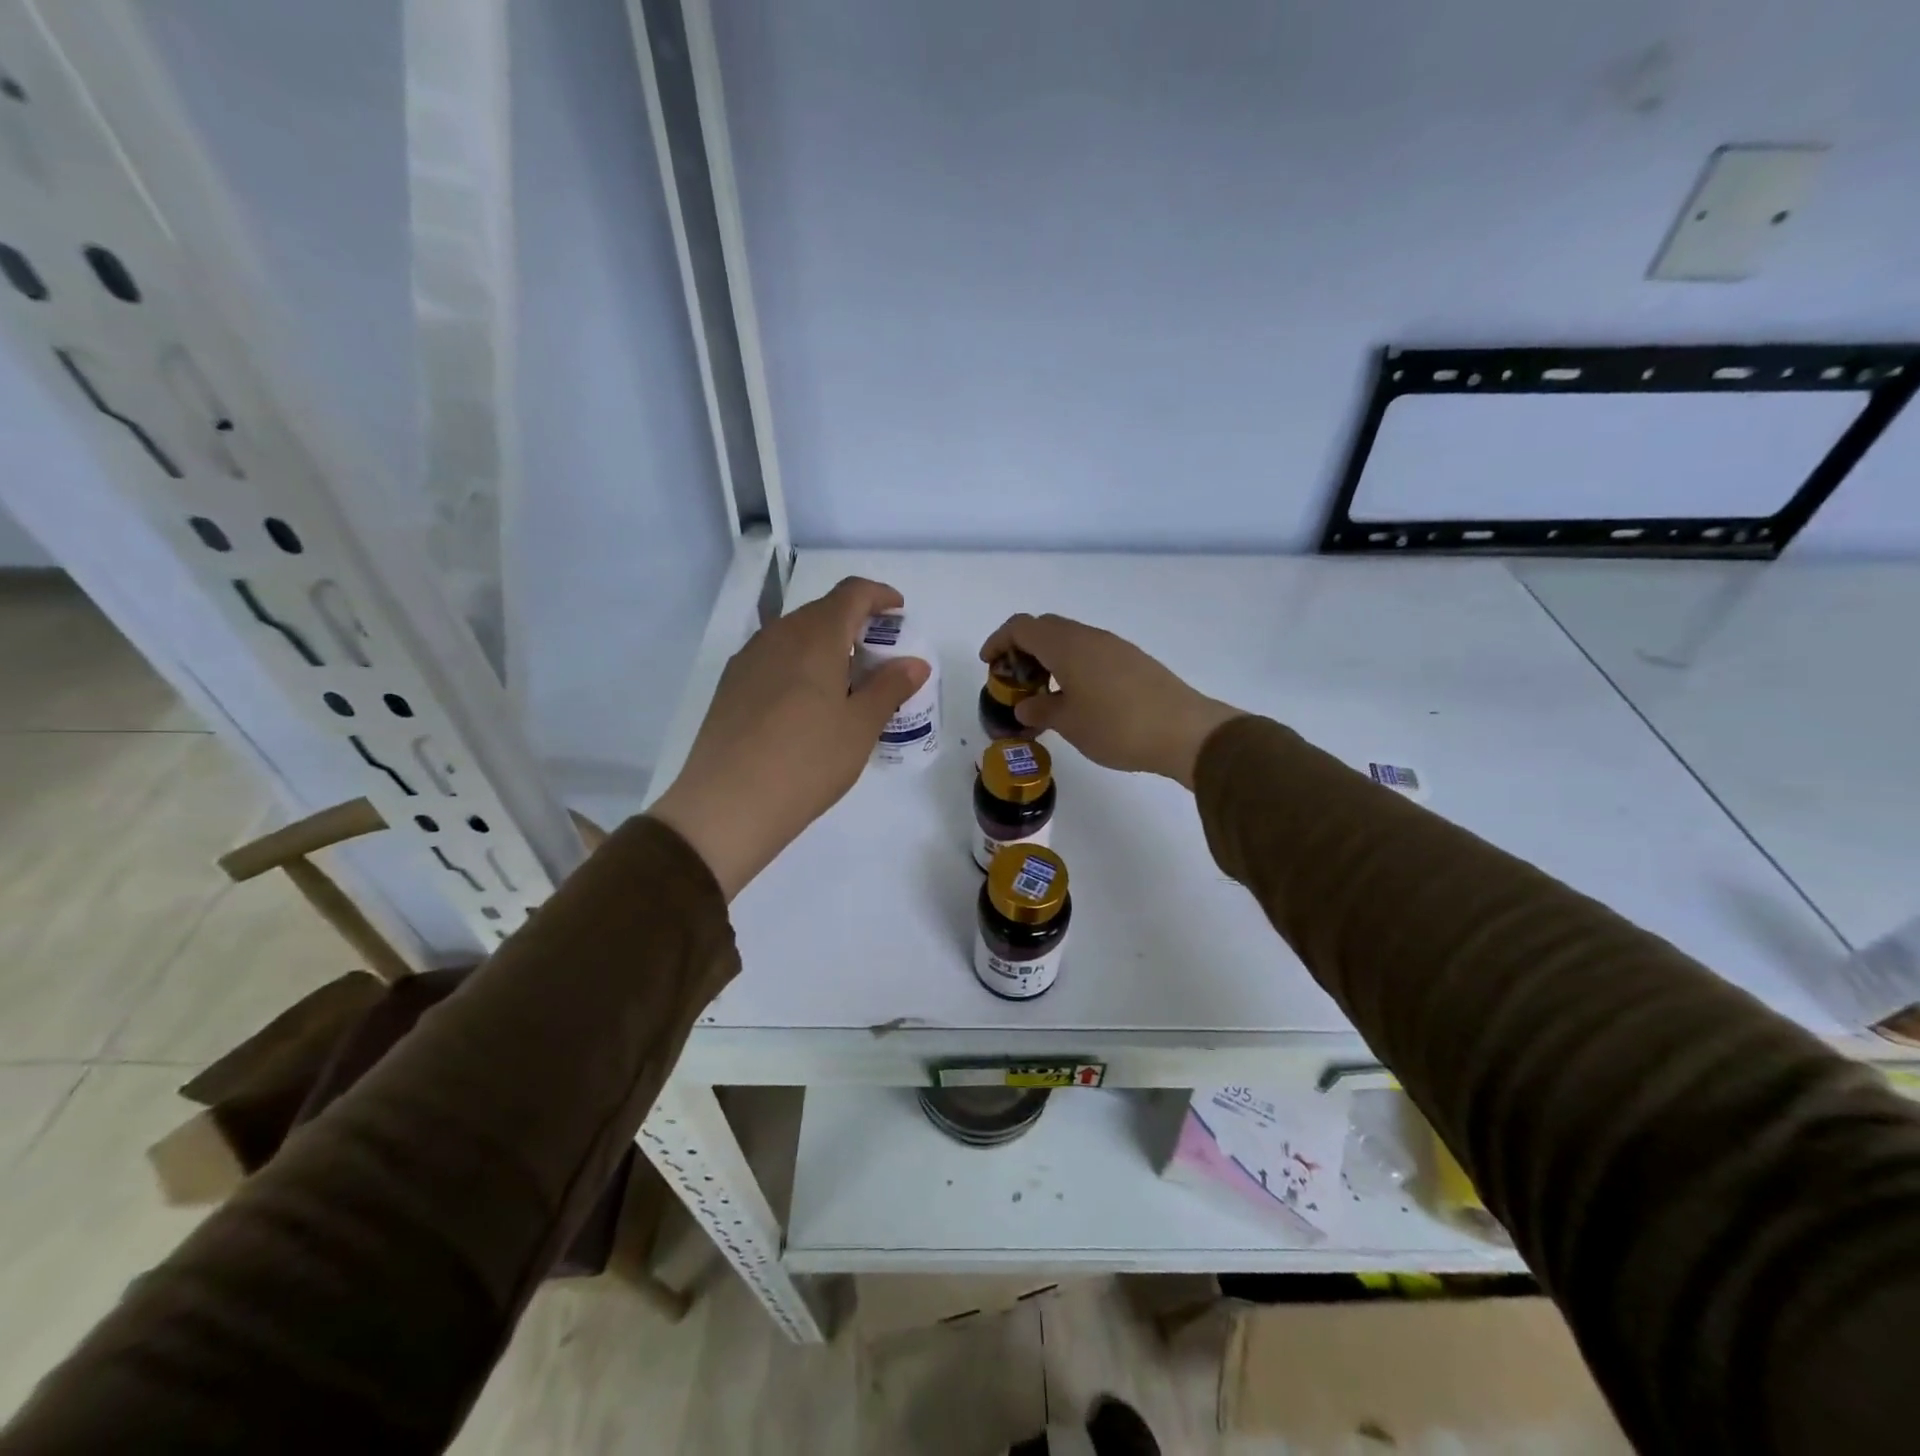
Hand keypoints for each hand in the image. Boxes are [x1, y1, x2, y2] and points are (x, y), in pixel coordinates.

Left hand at [649, 577, 928, 898]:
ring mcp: (748, 659)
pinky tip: (808, 705)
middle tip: (879, 657)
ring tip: (846, 684)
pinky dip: (800, 666)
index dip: (879, 596)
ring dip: (826, 646)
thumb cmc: (807, 761)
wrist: (727, 805)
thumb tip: (914, 663)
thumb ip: (890, 687)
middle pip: (822, 612)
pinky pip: (775, 659)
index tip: (899, 611)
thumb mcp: (860, 727)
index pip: (851, 593)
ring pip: (795, 636)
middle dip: (855, 624)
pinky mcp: (730, 685)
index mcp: (815, 636)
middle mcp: (778, 635)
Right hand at [978, 614, 1241, 788]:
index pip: (1022, 627)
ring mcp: (1114, 647)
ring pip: (1069, 640)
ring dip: (1049, 659)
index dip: (999, 641)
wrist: (1184, 731)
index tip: (989, 663)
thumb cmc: (1117, 726)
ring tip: (1043, 694)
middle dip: (1023, 650)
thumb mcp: (1069, 723)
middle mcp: (1089, 637)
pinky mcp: (1133, 661)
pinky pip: (1090, 653)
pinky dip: (1072, 666)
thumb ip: (1041, 709)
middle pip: (1045, 628)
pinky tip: (1076, 698)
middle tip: (1015, 681)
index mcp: (1066, 645)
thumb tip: (1025, 704)